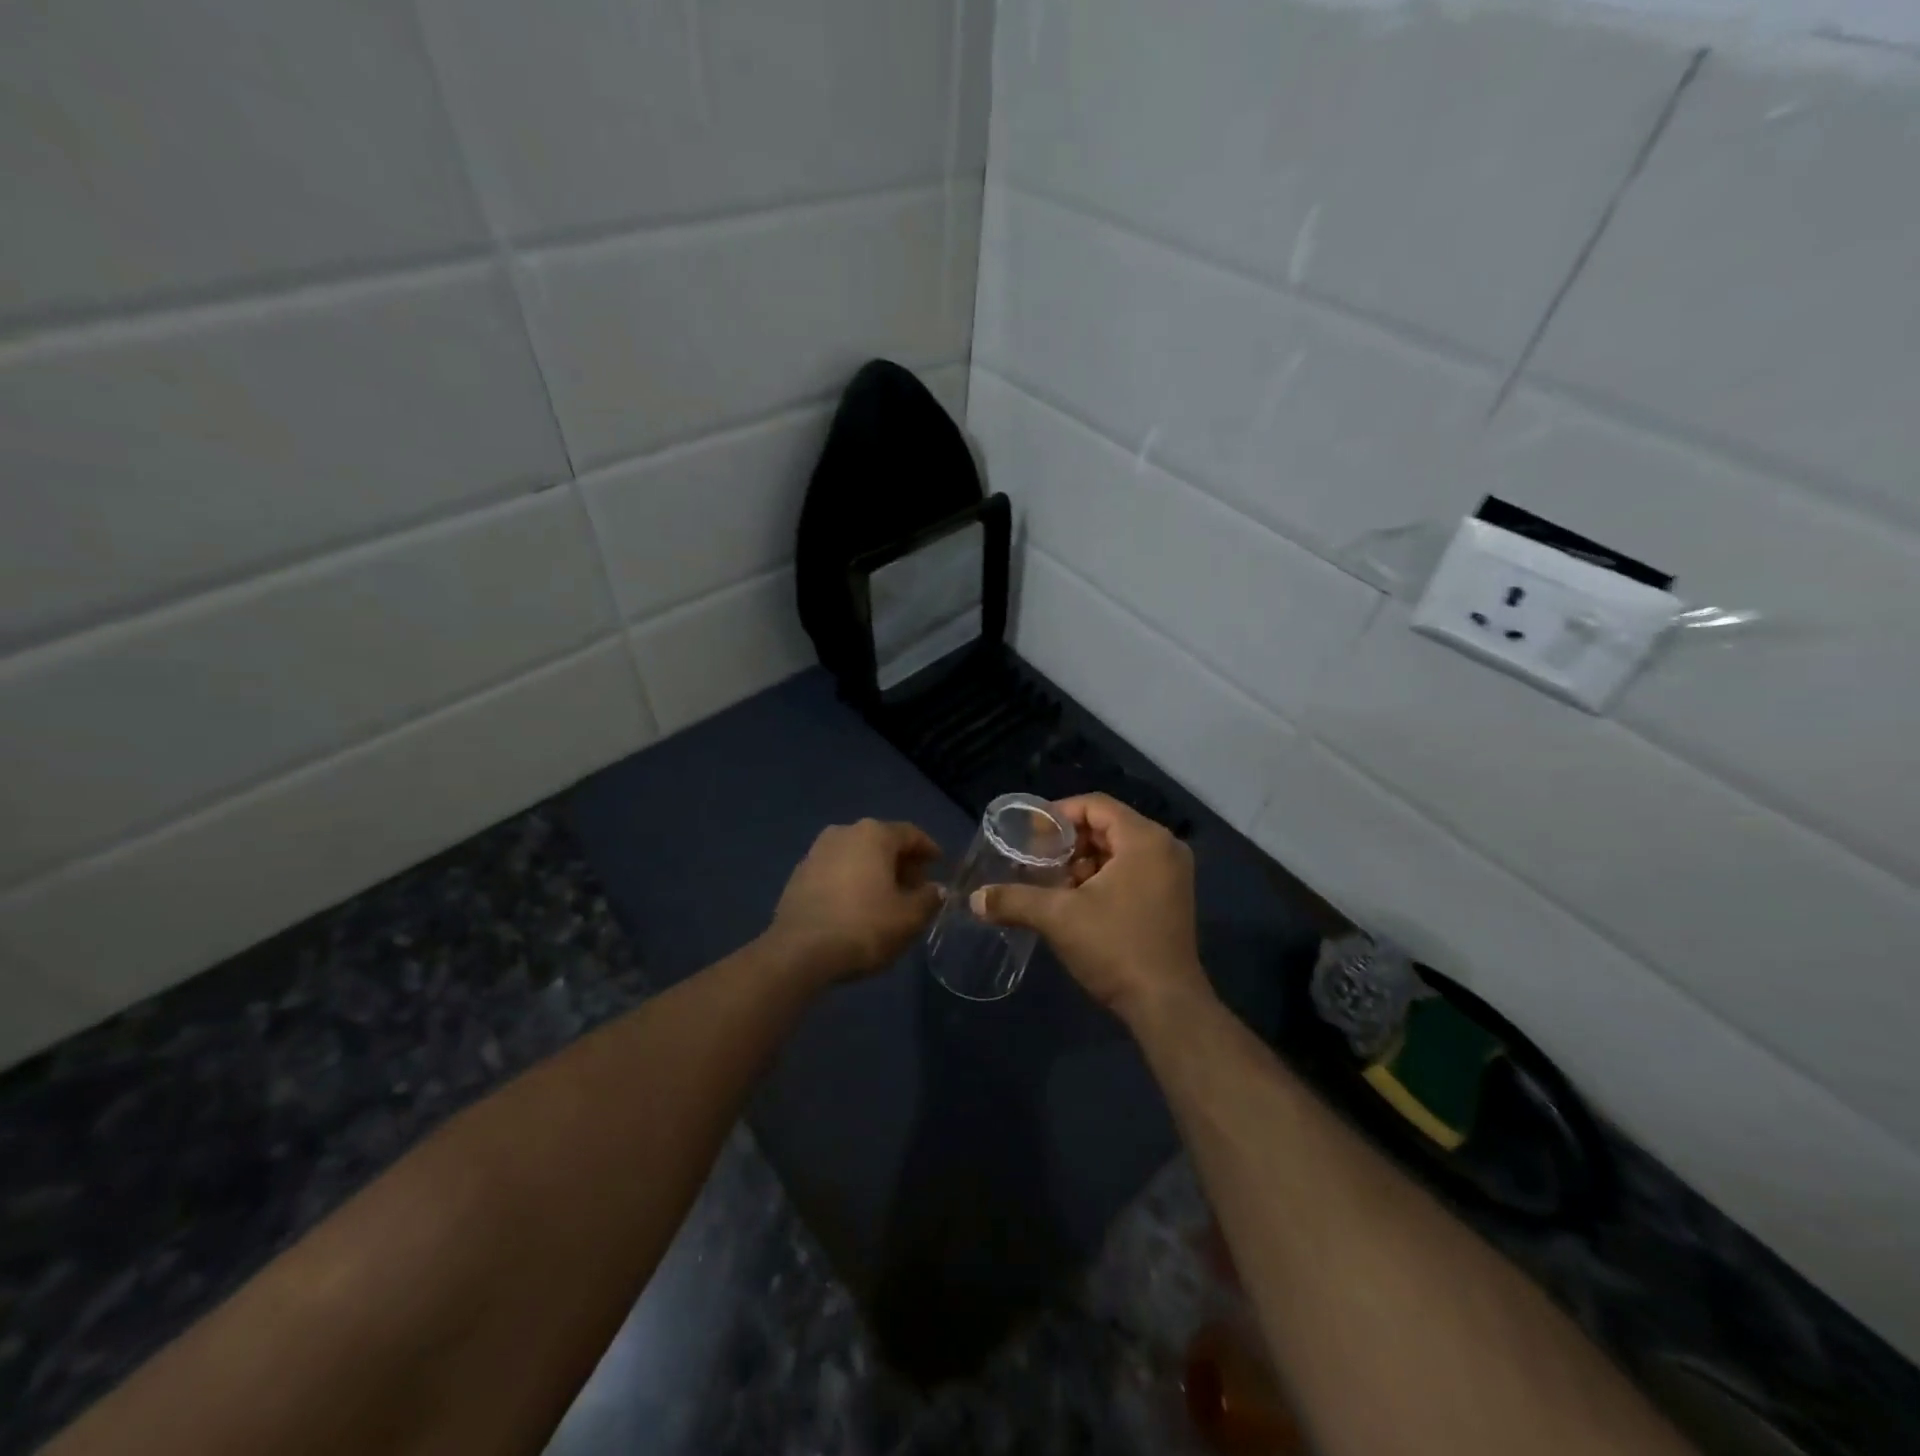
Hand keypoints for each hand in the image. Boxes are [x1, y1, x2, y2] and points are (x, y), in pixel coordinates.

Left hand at [767, 819, 943, 982]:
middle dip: (902, 863)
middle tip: (916, 888)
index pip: (911, 834)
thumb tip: (935, 889)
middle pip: (882, 843)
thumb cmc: (864, 927)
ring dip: (875, 873)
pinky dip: (851, 882)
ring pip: (857, 856)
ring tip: (887, 900)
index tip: (939, 865)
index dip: (929, 850)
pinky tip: (857, 907)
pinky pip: (836, 872)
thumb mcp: (909, 918)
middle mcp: (843, 832)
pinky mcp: (798, 875)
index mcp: (874, 834)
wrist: (799, 952)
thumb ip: (929, 898)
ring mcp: (816, 852)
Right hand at [972, 794, 1211, 1024]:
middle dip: (1069, 843)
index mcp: (1145, 839)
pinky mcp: (1171, 898)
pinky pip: (1132, 870)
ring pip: (1118, 850)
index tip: (1030, 835)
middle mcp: (1165, 848)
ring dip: (1084, 862)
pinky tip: (1077, 901)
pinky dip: (1103, 877)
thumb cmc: (1115, 947)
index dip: (1058, 815)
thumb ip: (1014, 900)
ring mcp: (1173, 874)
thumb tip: (976, 899)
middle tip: (1037, 861)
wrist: (1166, 1005)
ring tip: (1053, 884)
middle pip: (1107, 826)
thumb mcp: (1058, 918)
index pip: (1095, 805)